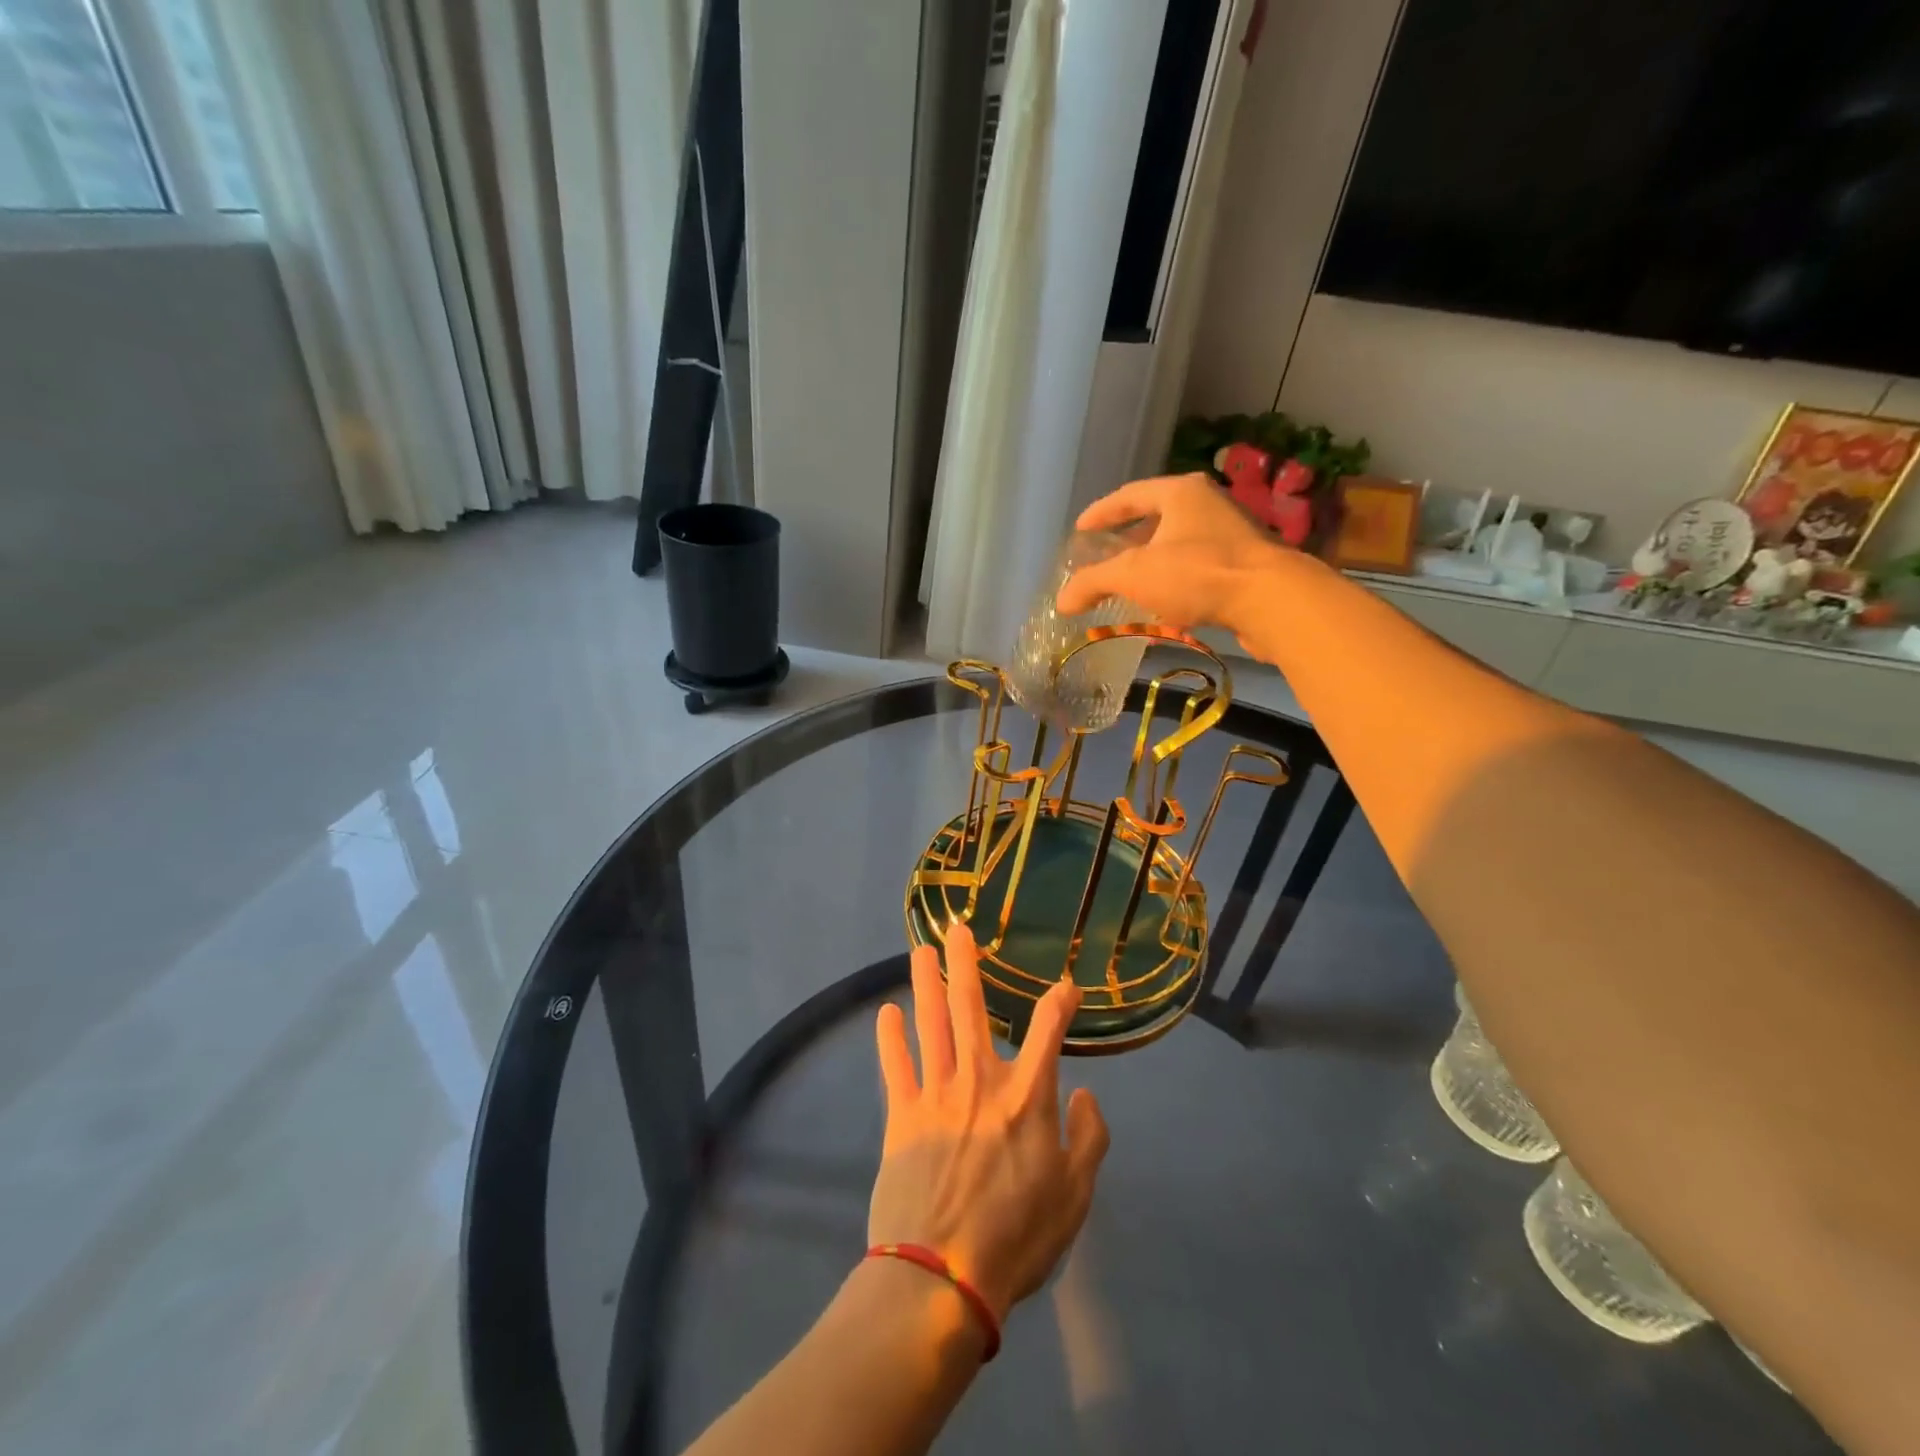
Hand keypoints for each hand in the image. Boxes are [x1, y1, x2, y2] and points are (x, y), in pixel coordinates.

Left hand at [871, 923, 1110, 1323]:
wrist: (942, 1276)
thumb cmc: (1017, 1236)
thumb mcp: (1074, 1196)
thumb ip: (1088, 1139)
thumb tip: (1086, 1094)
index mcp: (1027, 1096)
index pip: (1048, 1031)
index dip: (1060, 1002)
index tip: (1066, 984)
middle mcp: (980, 1080)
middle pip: (971, 1008)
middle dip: (966, 964)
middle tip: (957, 928)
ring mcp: (936, 1094)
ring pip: (931, 1024)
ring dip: (926, 984)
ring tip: (920, 951)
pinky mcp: (902, 1115)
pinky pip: (895, 1066)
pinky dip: (890, 1037)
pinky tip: (886, 1012)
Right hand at [1056, 473, 1294, 634]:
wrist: (1271, 600)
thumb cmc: (1197, 573)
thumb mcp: (1134, 574)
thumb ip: (1093, 582)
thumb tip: (1061, 601)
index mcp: (1180, 493)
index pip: (1130, 495)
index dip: (1101, 513)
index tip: (1081, 529)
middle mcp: (1208, 505)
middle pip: (1158, 517)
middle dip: (1129, 538)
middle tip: (1105, 555)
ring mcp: (1231, 534)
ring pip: (1179, 544)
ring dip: (1153, 563)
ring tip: (1132, 583)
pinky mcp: (1245, 566)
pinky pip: (1198, 569)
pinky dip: (1176, 583)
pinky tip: (1166, 606)